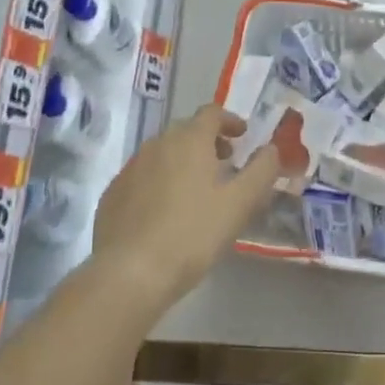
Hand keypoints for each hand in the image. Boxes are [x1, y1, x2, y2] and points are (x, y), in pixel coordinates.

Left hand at [92, 105, 278, 312]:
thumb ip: (262, 170)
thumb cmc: (193, 233)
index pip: (212, 113)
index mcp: (189, 140)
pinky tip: (167, 210)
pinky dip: (160, 181)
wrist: (131, 272)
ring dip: (183, 161)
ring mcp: (130, 168)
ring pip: (162, 153)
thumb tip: (272, 148)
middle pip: (186, 131)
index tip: (243, 136)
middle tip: (225, 162)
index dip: (230, 120)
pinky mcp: (112, 193)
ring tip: (198, 188)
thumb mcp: (241, 203)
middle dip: (208, 141)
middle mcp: (156, 144)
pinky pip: (143, 176)